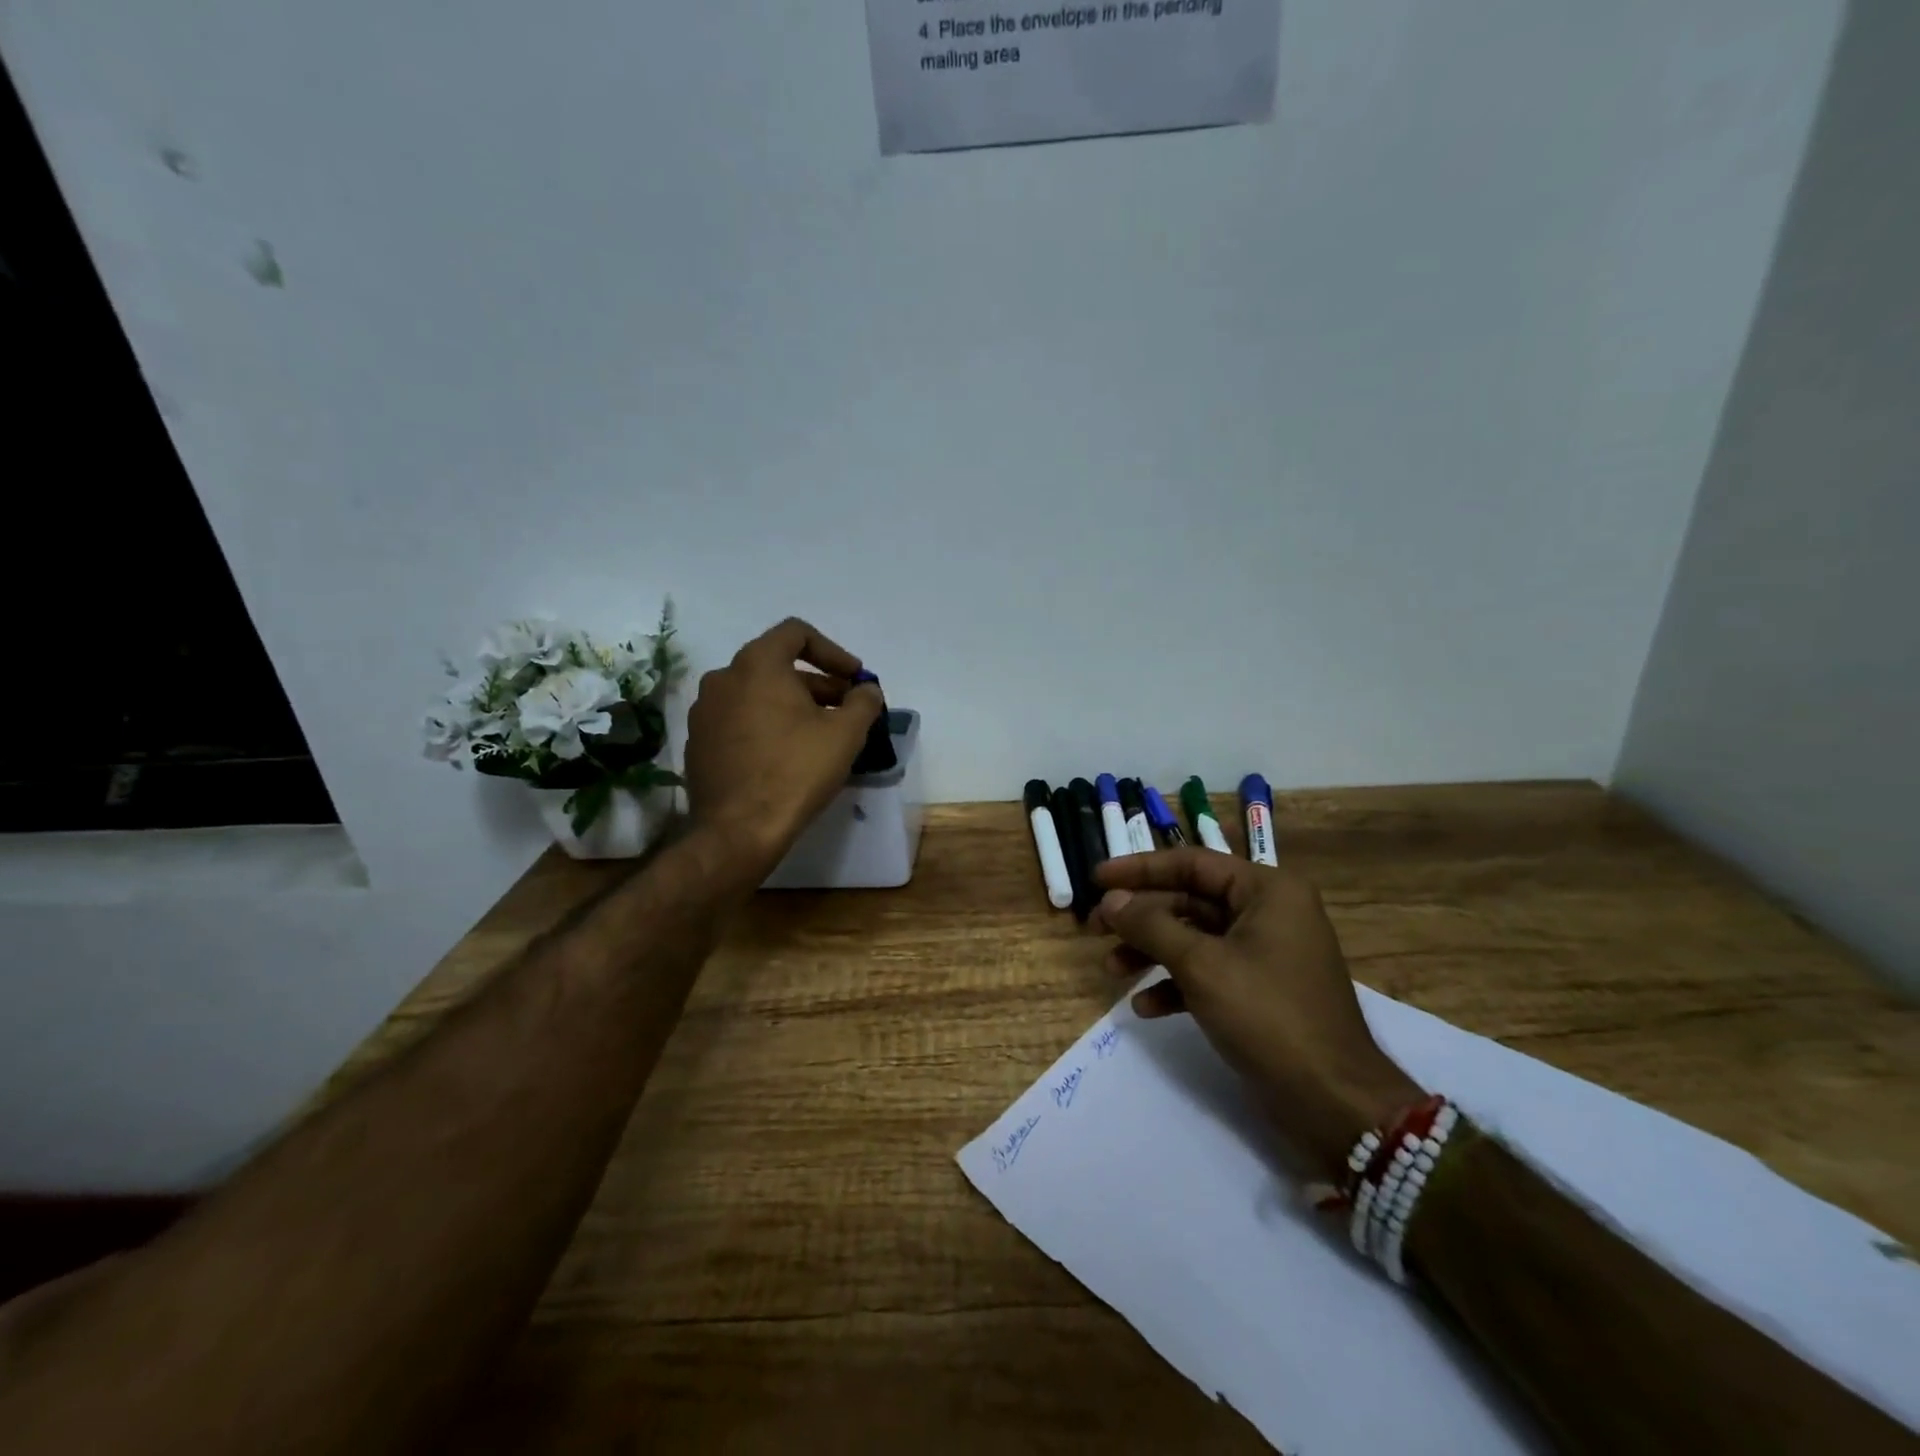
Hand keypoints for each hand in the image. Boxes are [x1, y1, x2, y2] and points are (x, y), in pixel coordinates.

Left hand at [683, 618, 882, 875]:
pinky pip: (739, 719)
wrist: (739, 830)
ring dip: (792, 705)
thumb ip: (863, 701)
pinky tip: (787, 755)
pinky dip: (766, 725)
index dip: (833, 651)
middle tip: (847, 709)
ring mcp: (705, 711)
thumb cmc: (796, 771)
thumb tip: (866, 689)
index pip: (796, 633)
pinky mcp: (698, 742)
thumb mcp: (845, 734)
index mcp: (757, 664)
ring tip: (820, 733)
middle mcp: (723, 678)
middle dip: (818, 683)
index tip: (854, 679)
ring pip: (757, 694)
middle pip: (777, 665)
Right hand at [1092, 849, 1423, 1179]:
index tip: (1097, 879)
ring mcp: (1265, 954)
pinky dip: (1175, 985)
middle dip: (1141, 917)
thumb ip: (1151, 926)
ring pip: (1194, 938)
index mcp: (1267, 891)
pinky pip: (1207, 973)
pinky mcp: (1259, 992)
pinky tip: (1146, 1007)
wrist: (1333, 1102)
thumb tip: (1111, 900)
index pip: (1192, 863)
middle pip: (1189, 900)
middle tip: (1095, 929)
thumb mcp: (1201, 965)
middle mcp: (1268, 913)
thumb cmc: (1268, 1016)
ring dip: (1151, 952)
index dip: (1139, 869)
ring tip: (1111, 970)